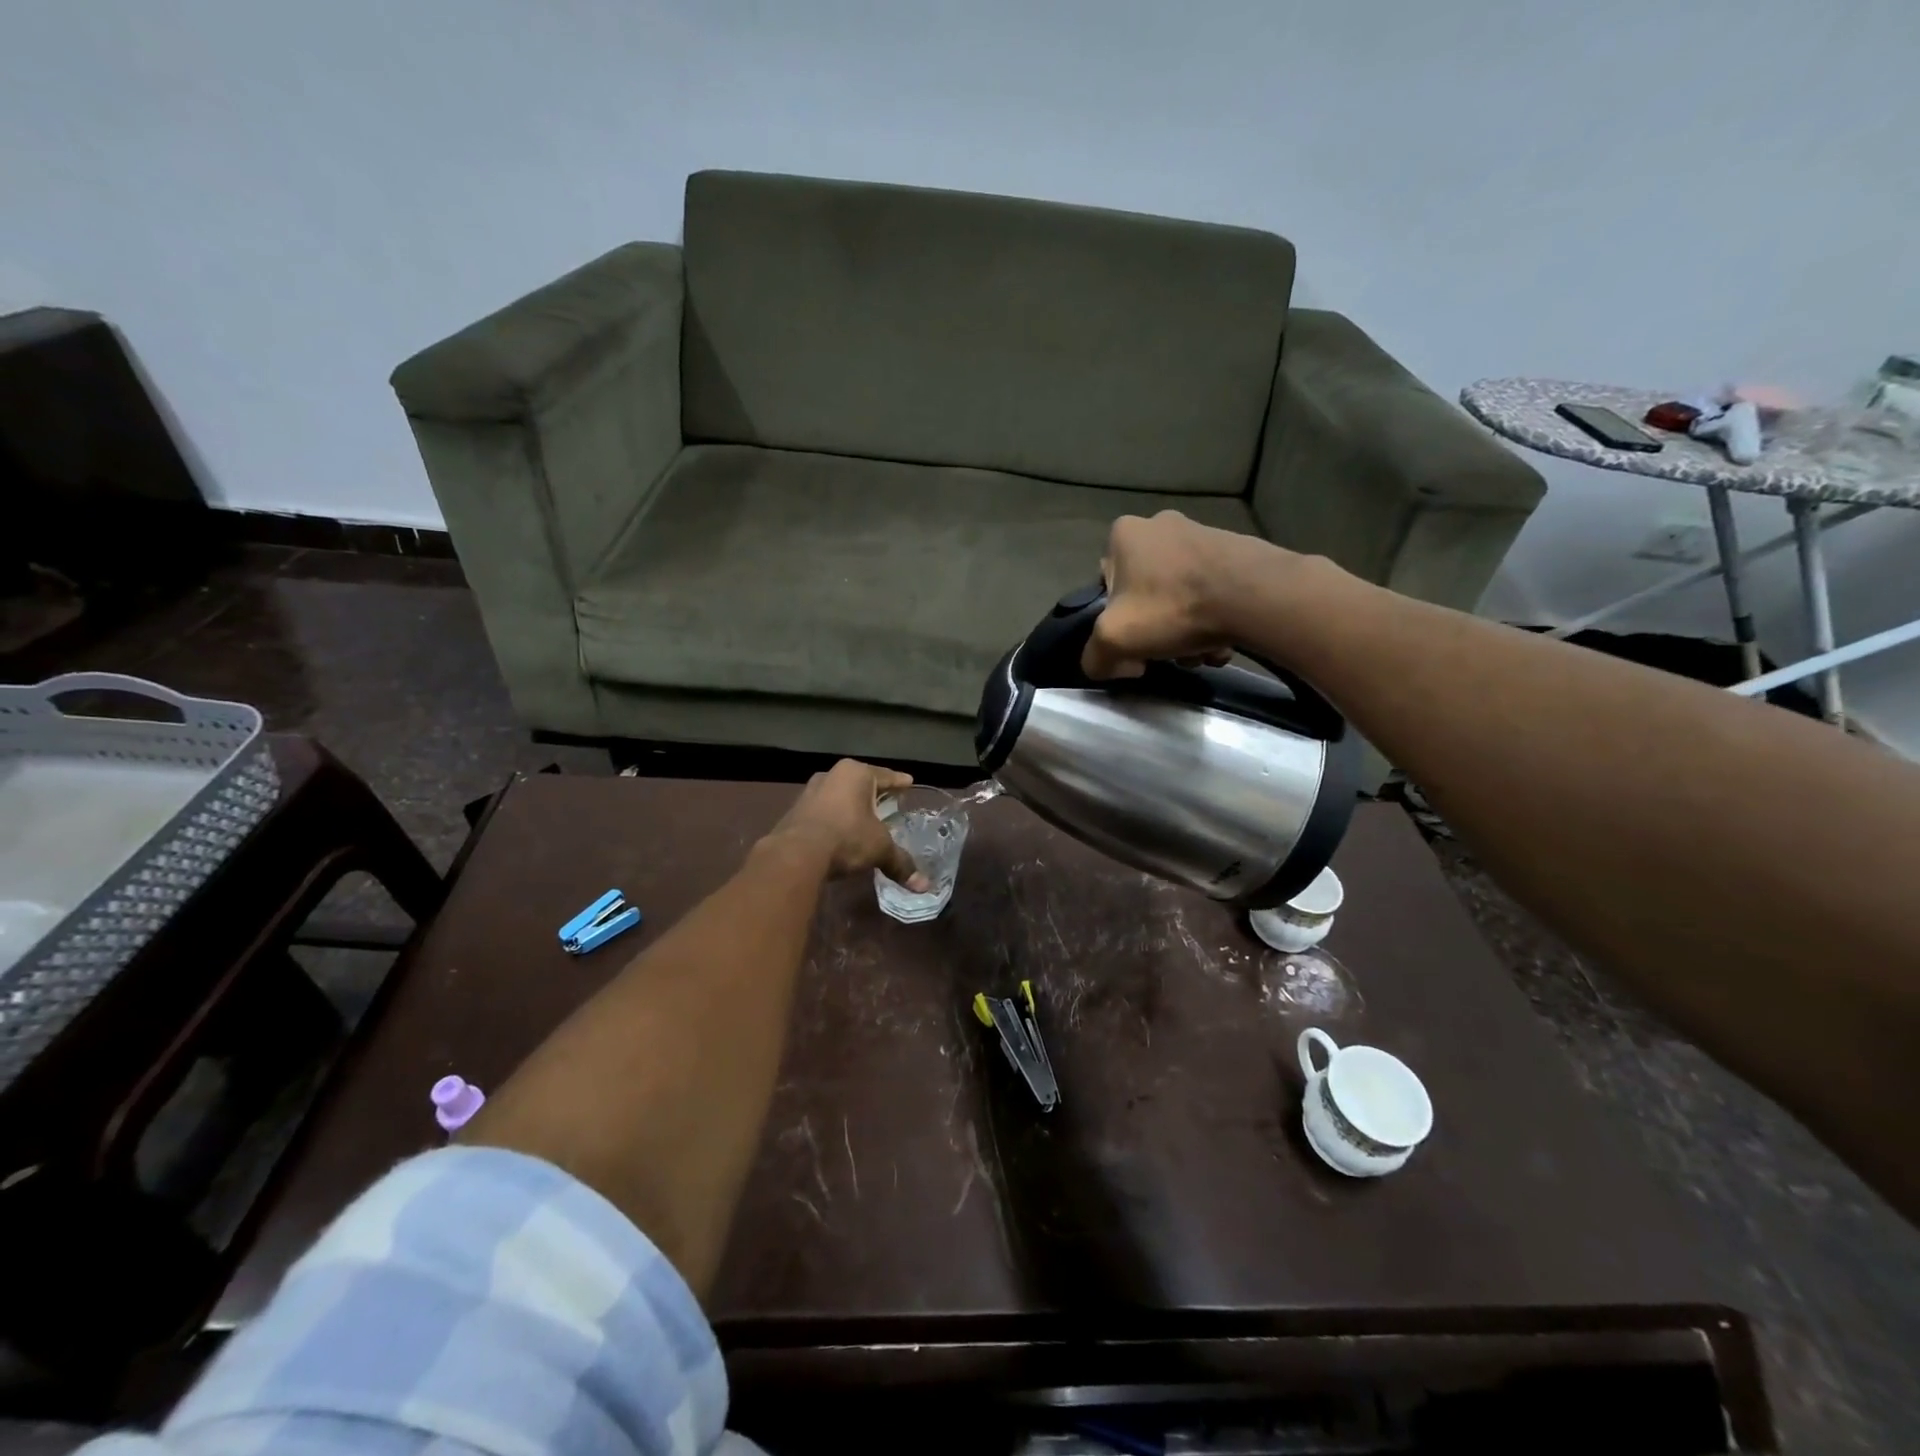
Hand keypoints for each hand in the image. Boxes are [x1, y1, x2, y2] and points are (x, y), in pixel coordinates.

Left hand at [766, 759, 930, 889]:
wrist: (796, 854)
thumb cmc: (846, 837)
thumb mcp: (879, 848)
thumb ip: (900, 862)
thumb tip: (924, 886)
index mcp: (856, 773)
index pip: (884, 775)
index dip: (899, 781)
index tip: (908, 781)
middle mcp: (831, 775)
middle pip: (859, 782)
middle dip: (873, 792)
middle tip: (887, 799)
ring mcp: (809, 791)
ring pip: (838, 794)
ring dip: (850, 804)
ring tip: (863, 815)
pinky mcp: (794, 810)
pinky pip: (822, 810)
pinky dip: (833, 817)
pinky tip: (839, 829)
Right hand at [1082, 511, 1263, 678]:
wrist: (1255, 595)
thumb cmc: (1173, 608)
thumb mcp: (1114, 640)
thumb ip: (1095, 656)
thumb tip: (1110, 664)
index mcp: (1124, 534)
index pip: (1106, 585)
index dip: (1116, 620)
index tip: (1134, 644)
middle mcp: (1161, 525)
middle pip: (1147, 593)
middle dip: (1157, 629)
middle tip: (1171, 654)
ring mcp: (1202, 534)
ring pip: (1181, 596)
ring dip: (1187, 630)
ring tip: (1202, 653)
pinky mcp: (1235, 550)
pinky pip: (1212, 592)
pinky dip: (1213, 619)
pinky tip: (1224, 642)